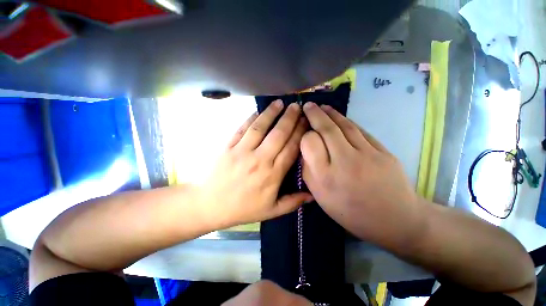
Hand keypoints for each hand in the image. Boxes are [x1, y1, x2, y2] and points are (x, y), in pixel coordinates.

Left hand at [199, 100, 312, 228]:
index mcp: (272, 174)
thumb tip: (313, 194)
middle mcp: (259, 159)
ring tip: (280, 102)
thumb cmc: (243, 208)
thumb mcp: (271, 210)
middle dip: (290, 119)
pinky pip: (242, 129)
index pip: (291, 149)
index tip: (306, 123)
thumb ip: (293, 202)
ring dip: (271, 113)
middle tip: (297, 106)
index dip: (300, 134)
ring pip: (260, 128)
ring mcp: (242, 151)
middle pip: (278, 134)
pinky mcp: (228, 146)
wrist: (210, 205)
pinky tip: (258, 110)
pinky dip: (251, 118)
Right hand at [300, 103, 424, 247]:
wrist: (394, 219)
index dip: (305, 135)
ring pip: (344, 126)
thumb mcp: (320, 197)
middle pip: (327, 130)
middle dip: (315, 114)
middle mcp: (344, 162)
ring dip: (331, 113)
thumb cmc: (351, 211)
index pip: (310, 143)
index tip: (304, 133)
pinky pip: (360, 131)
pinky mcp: (383, 151)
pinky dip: (347, 121)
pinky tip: (340, 117)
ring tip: (322, 107)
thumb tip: (304, 150)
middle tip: (308, 105)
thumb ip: (308, 171)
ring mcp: (367, 154)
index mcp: (326, 177)